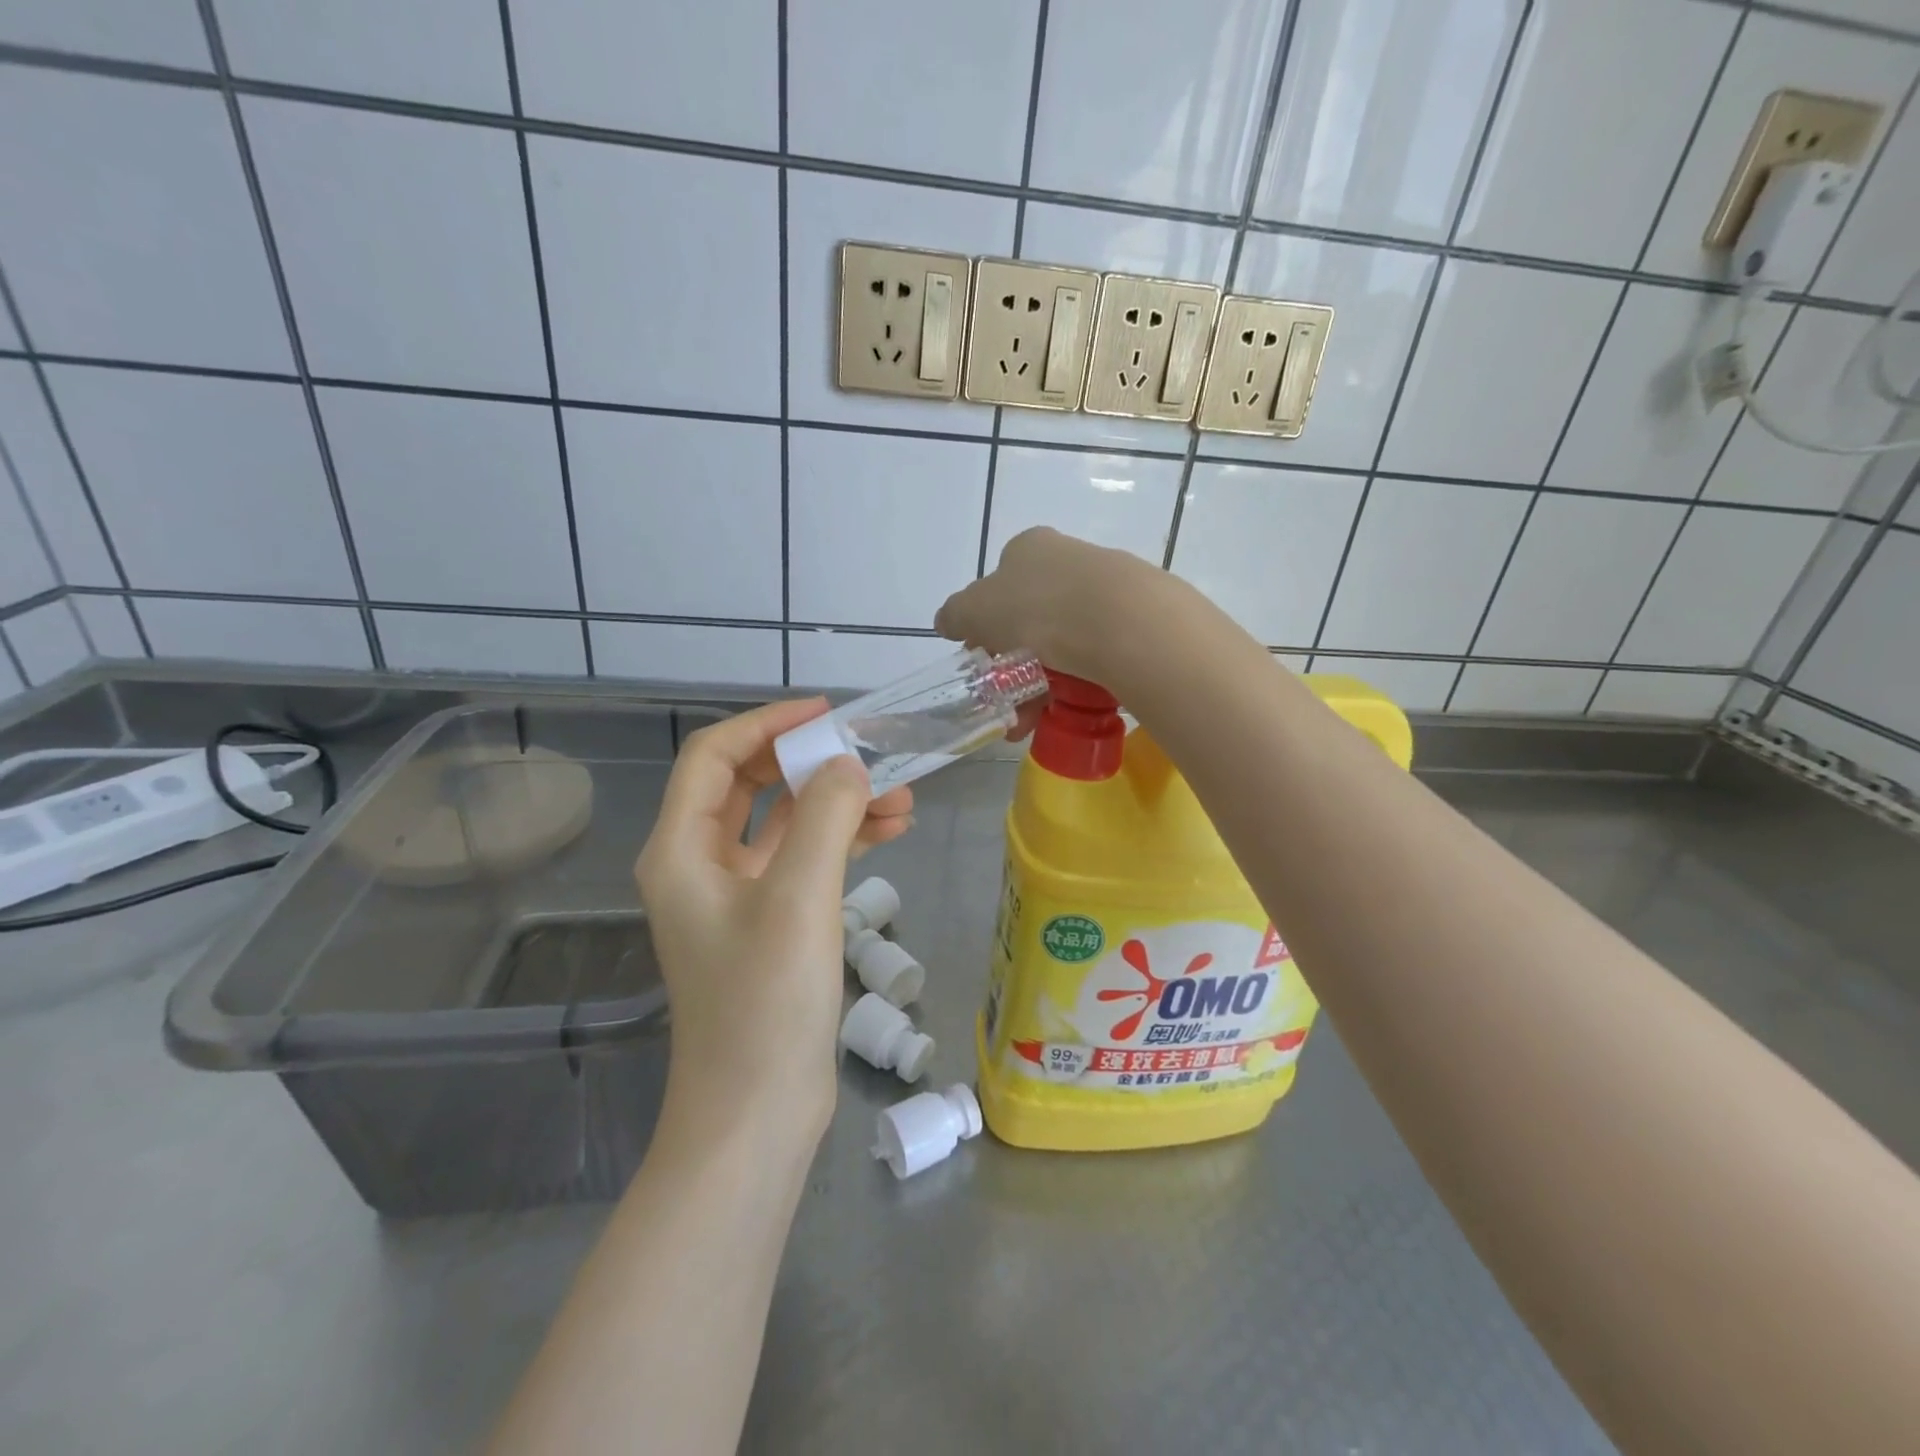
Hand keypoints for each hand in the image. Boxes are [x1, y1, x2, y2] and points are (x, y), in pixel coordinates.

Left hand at [635, 699, 913, 1146]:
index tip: (826, 713)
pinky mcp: (768, 923)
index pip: (714, 756)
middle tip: (870, 753)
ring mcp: (735, 896)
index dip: (767, 724)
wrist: (756, 1115)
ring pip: (784, 824)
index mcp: (681, 850)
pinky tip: (890, 832)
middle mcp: (699, 864)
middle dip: (810, 764)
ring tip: (901, 798)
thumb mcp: (798, 898)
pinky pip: (802, 861)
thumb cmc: (765, 1003)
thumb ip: (824, 817)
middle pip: (750, 785)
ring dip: (836, 805)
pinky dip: (840, 842)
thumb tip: (848, 765)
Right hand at [934, 526, 1162, 686]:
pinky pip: (1095, 656)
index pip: (998, 587)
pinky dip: (1077, 683)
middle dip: (1014, 666)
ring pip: (1064, 643)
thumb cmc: (1036, 607)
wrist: (1121, 620)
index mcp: (1029, 549)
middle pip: (1031, 619)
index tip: (985, 661)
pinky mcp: (1135, 619)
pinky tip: (1068, 708)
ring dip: (1041, 684)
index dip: (986, 626)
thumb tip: (946, 621)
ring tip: (1032, 721)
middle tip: (1007, 701)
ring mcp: (1106, 588)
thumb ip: (956, 615)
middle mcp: (1068, 560)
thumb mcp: (975, 610)